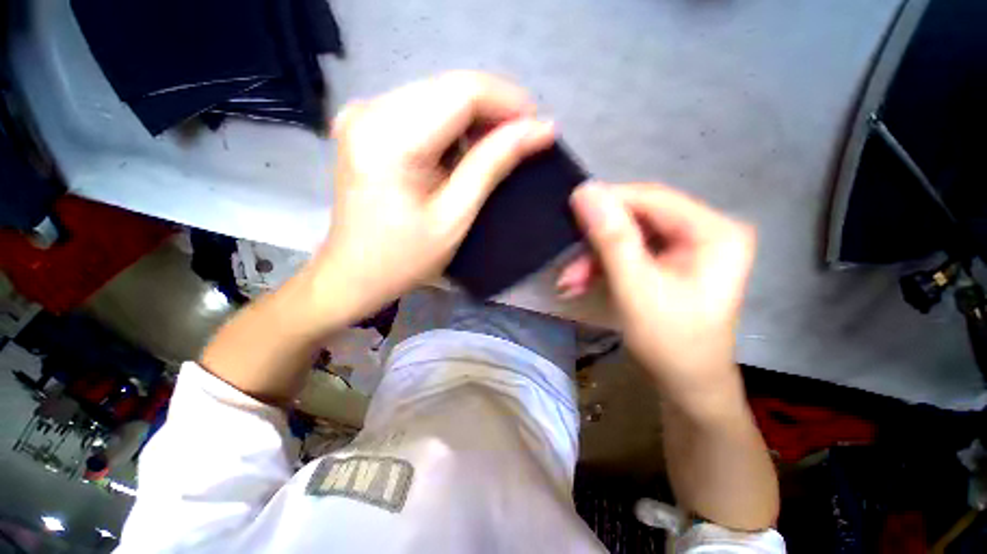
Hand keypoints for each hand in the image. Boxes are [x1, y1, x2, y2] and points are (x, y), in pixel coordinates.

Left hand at [311, 72, 554, 320]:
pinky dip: (452, 126)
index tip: (539, 128)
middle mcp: (370, 110)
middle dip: (495, 111)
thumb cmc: (406, 257)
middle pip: (449, 87)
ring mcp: (363, 113)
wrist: (355, 274)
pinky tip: (465, 152)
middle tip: (524, 141)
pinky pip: (422, 110)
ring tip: (499, 149)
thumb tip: (539, 130)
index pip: (462, 92)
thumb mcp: (455, 215)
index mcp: (389, 138)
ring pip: (438, 95)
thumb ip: (493, 165)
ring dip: (476, 119)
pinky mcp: (366, 124)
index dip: (508, 103)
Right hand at [559, 183, 755, 404]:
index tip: (569, 212)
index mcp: (714, 231)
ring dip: (594, 257)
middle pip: (638, 218)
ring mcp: (686, 246)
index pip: (652, 198)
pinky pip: (628, 251)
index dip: (608, 202)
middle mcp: (704, 230)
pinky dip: (602, 266)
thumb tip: (585, 191)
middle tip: (568, 264)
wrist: (684, 383)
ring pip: (627, 236)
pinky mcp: (669, 260)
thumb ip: (611, 238)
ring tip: (570, 281)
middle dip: (597, 241)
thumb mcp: (636, 288)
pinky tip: (582, 282)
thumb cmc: (669, 342)